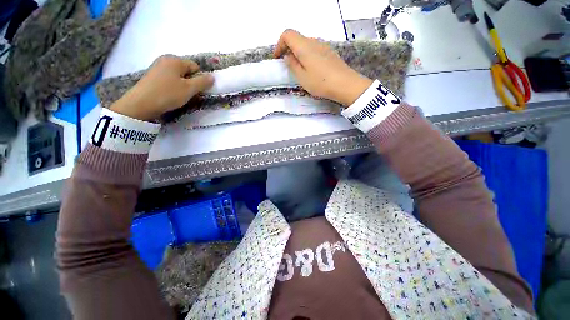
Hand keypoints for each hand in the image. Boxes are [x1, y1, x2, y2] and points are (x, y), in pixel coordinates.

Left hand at [110, 55, 213, 120]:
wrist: (141, 103)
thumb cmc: (168, 94)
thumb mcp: (189, 89)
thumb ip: (203, 82)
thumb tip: (213, 77)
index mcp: (175, 60)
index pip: (195, 66)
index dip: (199, 78)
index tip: (197, 90)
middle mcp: (166, 59)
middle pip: (186, 70)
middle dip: (191, 81)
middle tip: (189, 93)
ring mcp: (157, 66)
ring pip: (178, 75)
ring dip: (182, 84)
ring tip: (179, 95)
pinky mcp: (152, 75)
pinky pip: (169, 78)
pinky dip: (173, 85)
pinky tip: (170, 94)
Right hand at [274, 29, 372, 105]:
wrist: (345, 84)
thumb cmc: (321, 82)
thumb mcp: (302, 77)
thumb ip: (293, 65)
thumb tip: (288, 56)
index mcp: (304, 46)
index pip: (288, 34)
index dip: (279, 44)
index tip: (278, 58)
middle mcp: (314, 41)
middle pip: (297, 39)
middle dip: (289, 49)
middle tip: (287, 65)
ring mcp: (324, 46)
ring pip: (306, 44)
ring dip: (299, 53)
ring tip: (299, 69)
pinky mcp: (330, 52)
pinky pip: (315, 49)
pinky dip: (308, 56)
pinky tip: (311, 69)